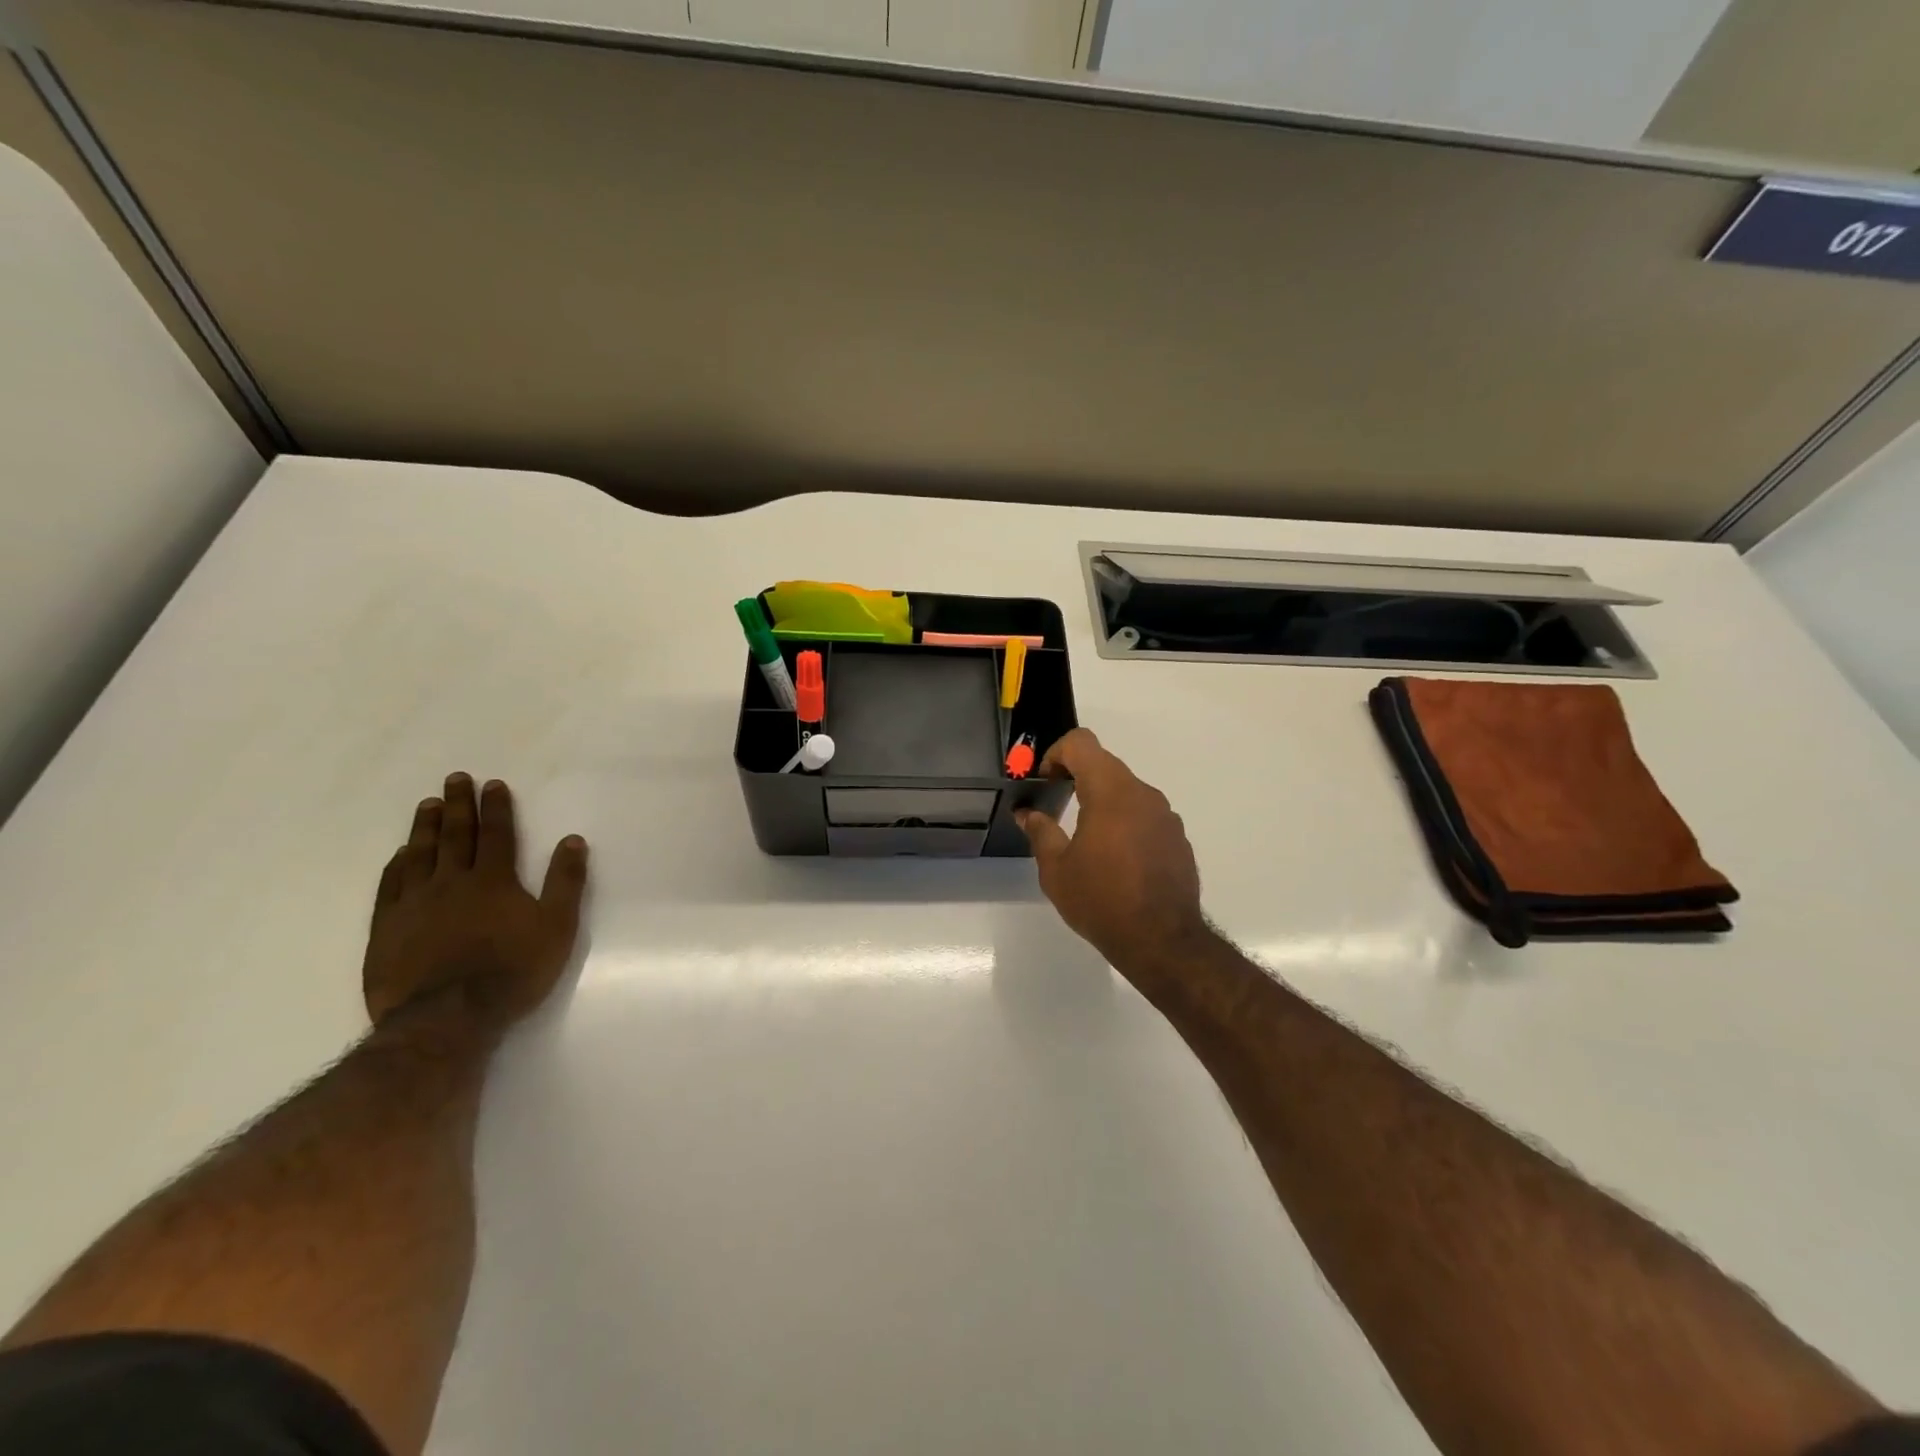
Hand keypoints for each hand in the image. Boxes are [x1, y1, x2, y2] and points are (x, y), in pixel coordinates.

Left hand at [363, 773, 588, 1032]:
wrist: (447, 1018)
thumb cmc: (513, 971)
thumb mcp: (557, 927)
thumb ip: (566, 882)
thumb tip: (573, 840)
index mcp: (494, 880)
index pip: (497, 834)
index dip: (496, 808)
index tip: (492, 784)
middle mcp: (452, 882)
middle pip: (455, 835)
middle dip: (458, 805)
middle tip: (454, 779)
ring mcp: (414, 904)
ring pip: (420, 854)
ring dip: (425, 827)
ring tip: (427, 804)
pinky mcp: (387, 929)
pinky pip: (390, 886)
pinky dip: (397, 865)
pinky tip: (400, 855)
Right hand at [1016, 729, 1211, 985]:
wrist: (1163, 941)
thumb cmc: (1101, 900)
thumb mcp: (1057, 869)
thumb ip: (1041, 832)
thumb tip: (1028, 813)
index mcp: (1110, 792)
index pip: (1082, 743)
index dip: (1056, 753)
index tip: (1045, 781)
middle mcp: (1143, 794)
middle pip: (1105, 765)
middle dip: (1077, 778)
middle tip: (1057, 808)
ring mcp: (1166, 815)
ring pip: (1127, 791)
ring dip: (1103, 801)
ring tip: (1087, 840)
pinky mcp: (1178, 838)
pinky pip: (1145, 815)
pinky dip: (1126, 822)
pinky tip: (1117, 860)